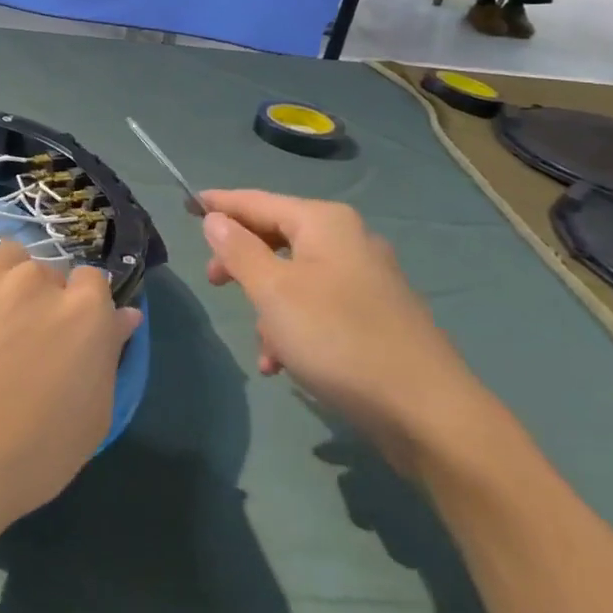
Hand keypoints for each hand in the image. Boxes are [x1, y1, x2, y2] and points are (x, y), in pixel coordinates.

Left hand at [0, 235, 141, 555]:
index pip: (93, 282)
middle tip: (22, 343)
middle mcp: (36, 281)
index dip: (82, 309)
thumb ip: (109, 356)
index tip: (67, 339)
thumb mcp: (91, 420)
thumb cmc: (26, 457)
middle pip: (47, 272)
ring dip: (5, 280)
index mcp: (84, 312)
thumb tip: (126, 314)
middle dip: (42, 300)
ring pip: (6, 256)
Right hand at [198, 190, 496, 475]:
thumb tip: (215, 219)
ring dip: (267, 306)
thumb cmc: (337, 338)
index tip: (185, 204)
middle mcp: (348, 241)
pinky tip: (283, 364)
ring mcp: (367, 279)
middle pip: (276, 236)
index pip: (256, 201)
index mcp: (324, 222)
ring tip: (261, 346)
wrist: (426, 412)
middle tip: (214, 283)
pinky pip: (318, 307)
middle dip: (242, 262)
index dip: (219, 203)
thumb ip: (238, 250)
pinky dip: (294, 327)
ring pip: (295, 277)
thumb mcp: (272, 291)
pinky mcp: (376, 315)